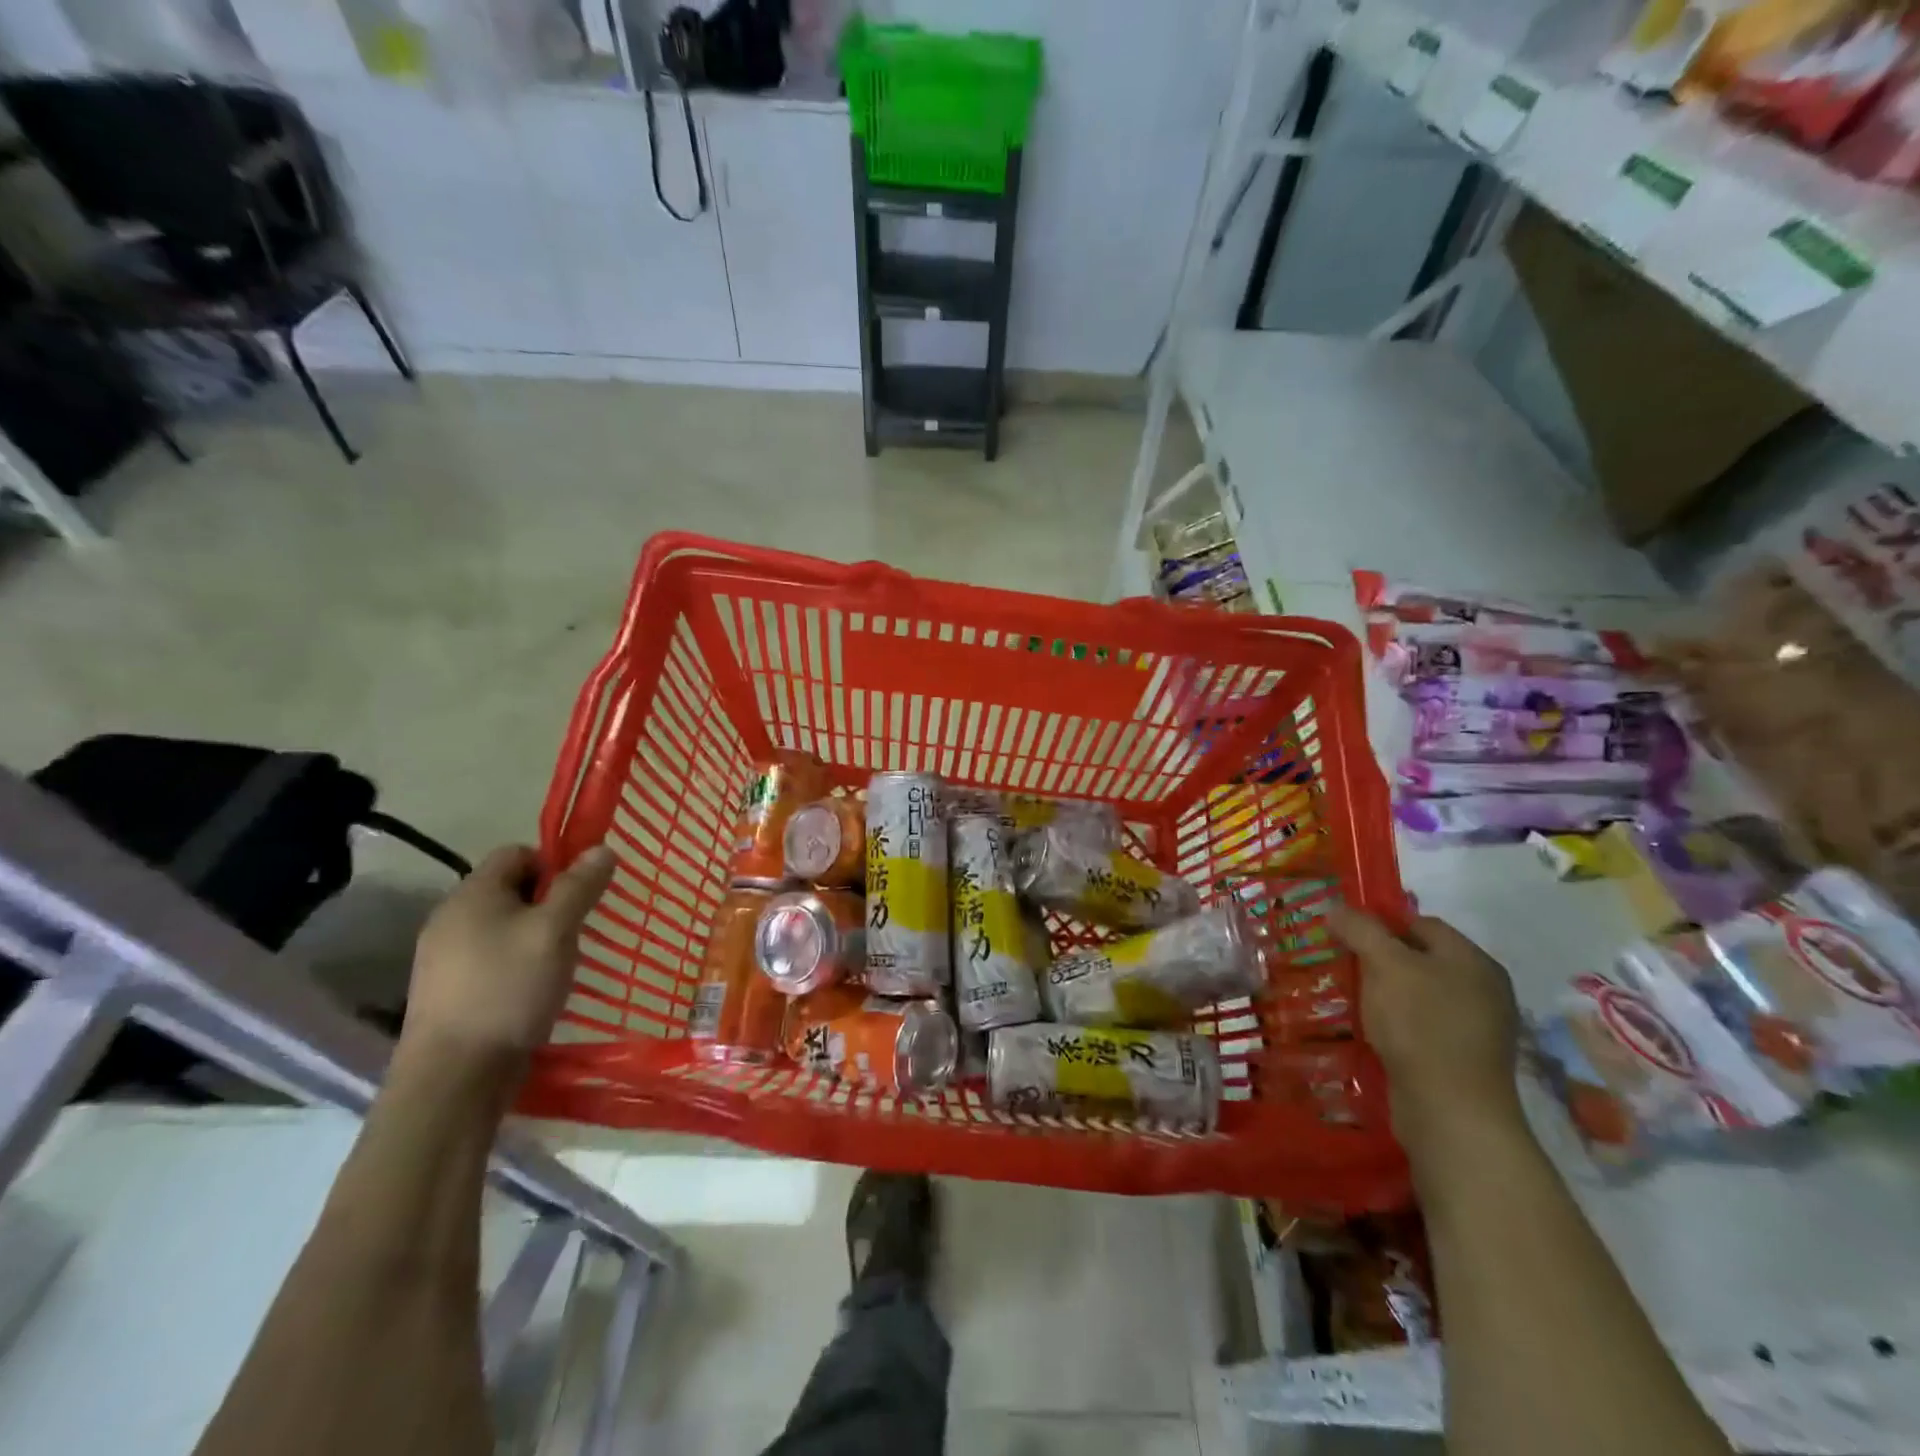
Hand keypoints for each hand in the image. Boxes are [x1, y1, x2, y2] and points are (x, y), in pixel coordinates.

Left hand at [397, 844, 615, 1076]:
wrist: (454, 1077)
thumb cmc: (509, 989)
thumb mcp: (556, 931)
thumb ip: (579, 887)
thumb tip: (602, 849)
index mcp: (472, 894)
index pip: (517, 852)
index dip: (554, 864)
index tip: (580, 895)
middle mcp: (450, 918)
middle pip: (510, 890)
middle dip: (549, 904)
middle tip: (575, 932)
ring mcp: (443, 958)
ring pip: (502, 927)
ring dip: (535, 937)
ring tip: (559, 965)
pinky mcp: (447, 992)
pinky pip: (491, 959)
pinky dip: (517, 965)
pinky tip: (534, 992)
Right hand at [1327, 905, 1523, 1157]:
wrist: (1451, 1112)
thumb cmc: (1421, 1025)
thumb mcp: (1384, 964)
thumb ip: (1360, 929)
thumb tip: (1336, 908)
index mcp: (1473, 960)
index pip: (1420, 923)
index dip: (1379, 922)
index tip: (1343, 934)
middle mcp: (1482, 989)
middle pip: (1419, 958)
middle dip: (1377, 959)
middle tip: (1341, 964)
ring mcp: (1476, 1028)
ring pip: (1417, 994)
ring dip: (1383, 994)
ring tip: (1348, 997)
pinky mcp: (1461, 1060)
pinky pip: (1421, 1027)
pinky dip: (1395, 1024)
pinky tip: (1369, 1031)